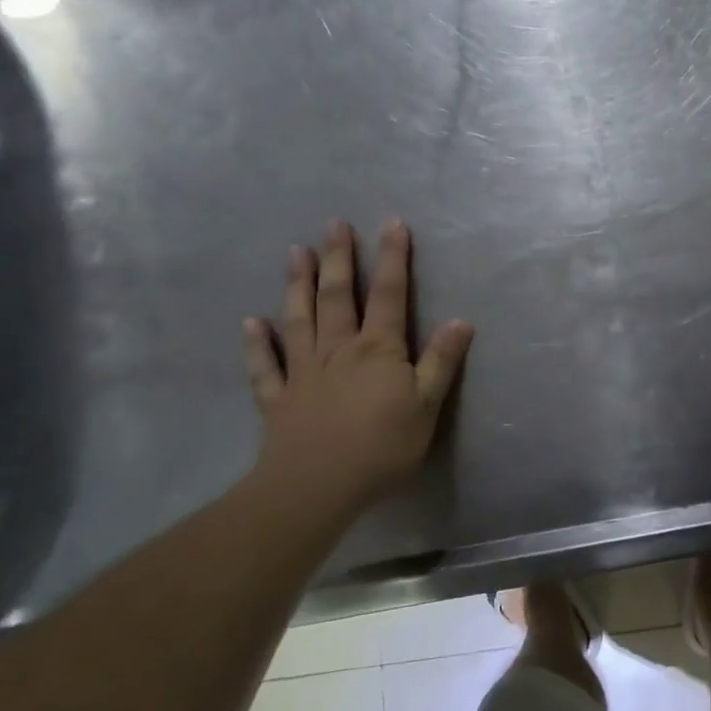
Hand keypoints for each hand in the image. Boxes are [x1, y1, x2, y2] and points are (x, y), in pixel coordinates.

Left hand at [242, 219, 472, 526]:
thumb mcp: (427, 405)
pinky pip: (264, 366)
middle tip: (333, 224)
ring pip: (299, 319)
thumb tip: (461, 320)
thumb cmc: (381, 446)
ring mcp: (304, 371)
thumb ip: (442, 362)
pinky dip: (256, 343)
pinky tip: (250, 323)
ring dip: (297, 284)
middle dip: (338, 258)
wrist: (317, 487)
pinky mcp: (278, 398)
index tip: (393, 224)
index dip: (393, 258)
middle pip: (337, 296)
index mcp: (378, 349)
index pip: (389, 294)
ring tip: (295, 252)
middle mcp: (338, 349)